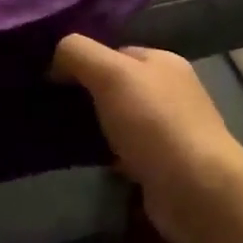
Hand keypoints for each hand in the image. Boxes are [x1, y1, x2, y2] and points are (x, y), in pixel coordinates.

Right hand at [52, 34, 242, 242]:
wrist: (196, 190)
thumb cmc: (154, 122)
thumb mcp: (111, 73)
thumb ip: (79, 54)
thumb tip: (55, 58)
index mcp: (162, 62)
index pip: (114, 52)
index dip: (82, 60)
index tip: (48, 78)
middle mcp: (168, 93)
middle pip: (115, 86)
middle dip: (84, 95)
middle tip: (47, 106)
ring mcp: (166, 131)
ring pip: (117, 120)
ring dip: (91, 127)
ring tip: (55, 134)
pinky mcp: (160, 165)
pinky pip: (122, 152)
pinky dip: (103, 154)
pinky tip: (80, 160)